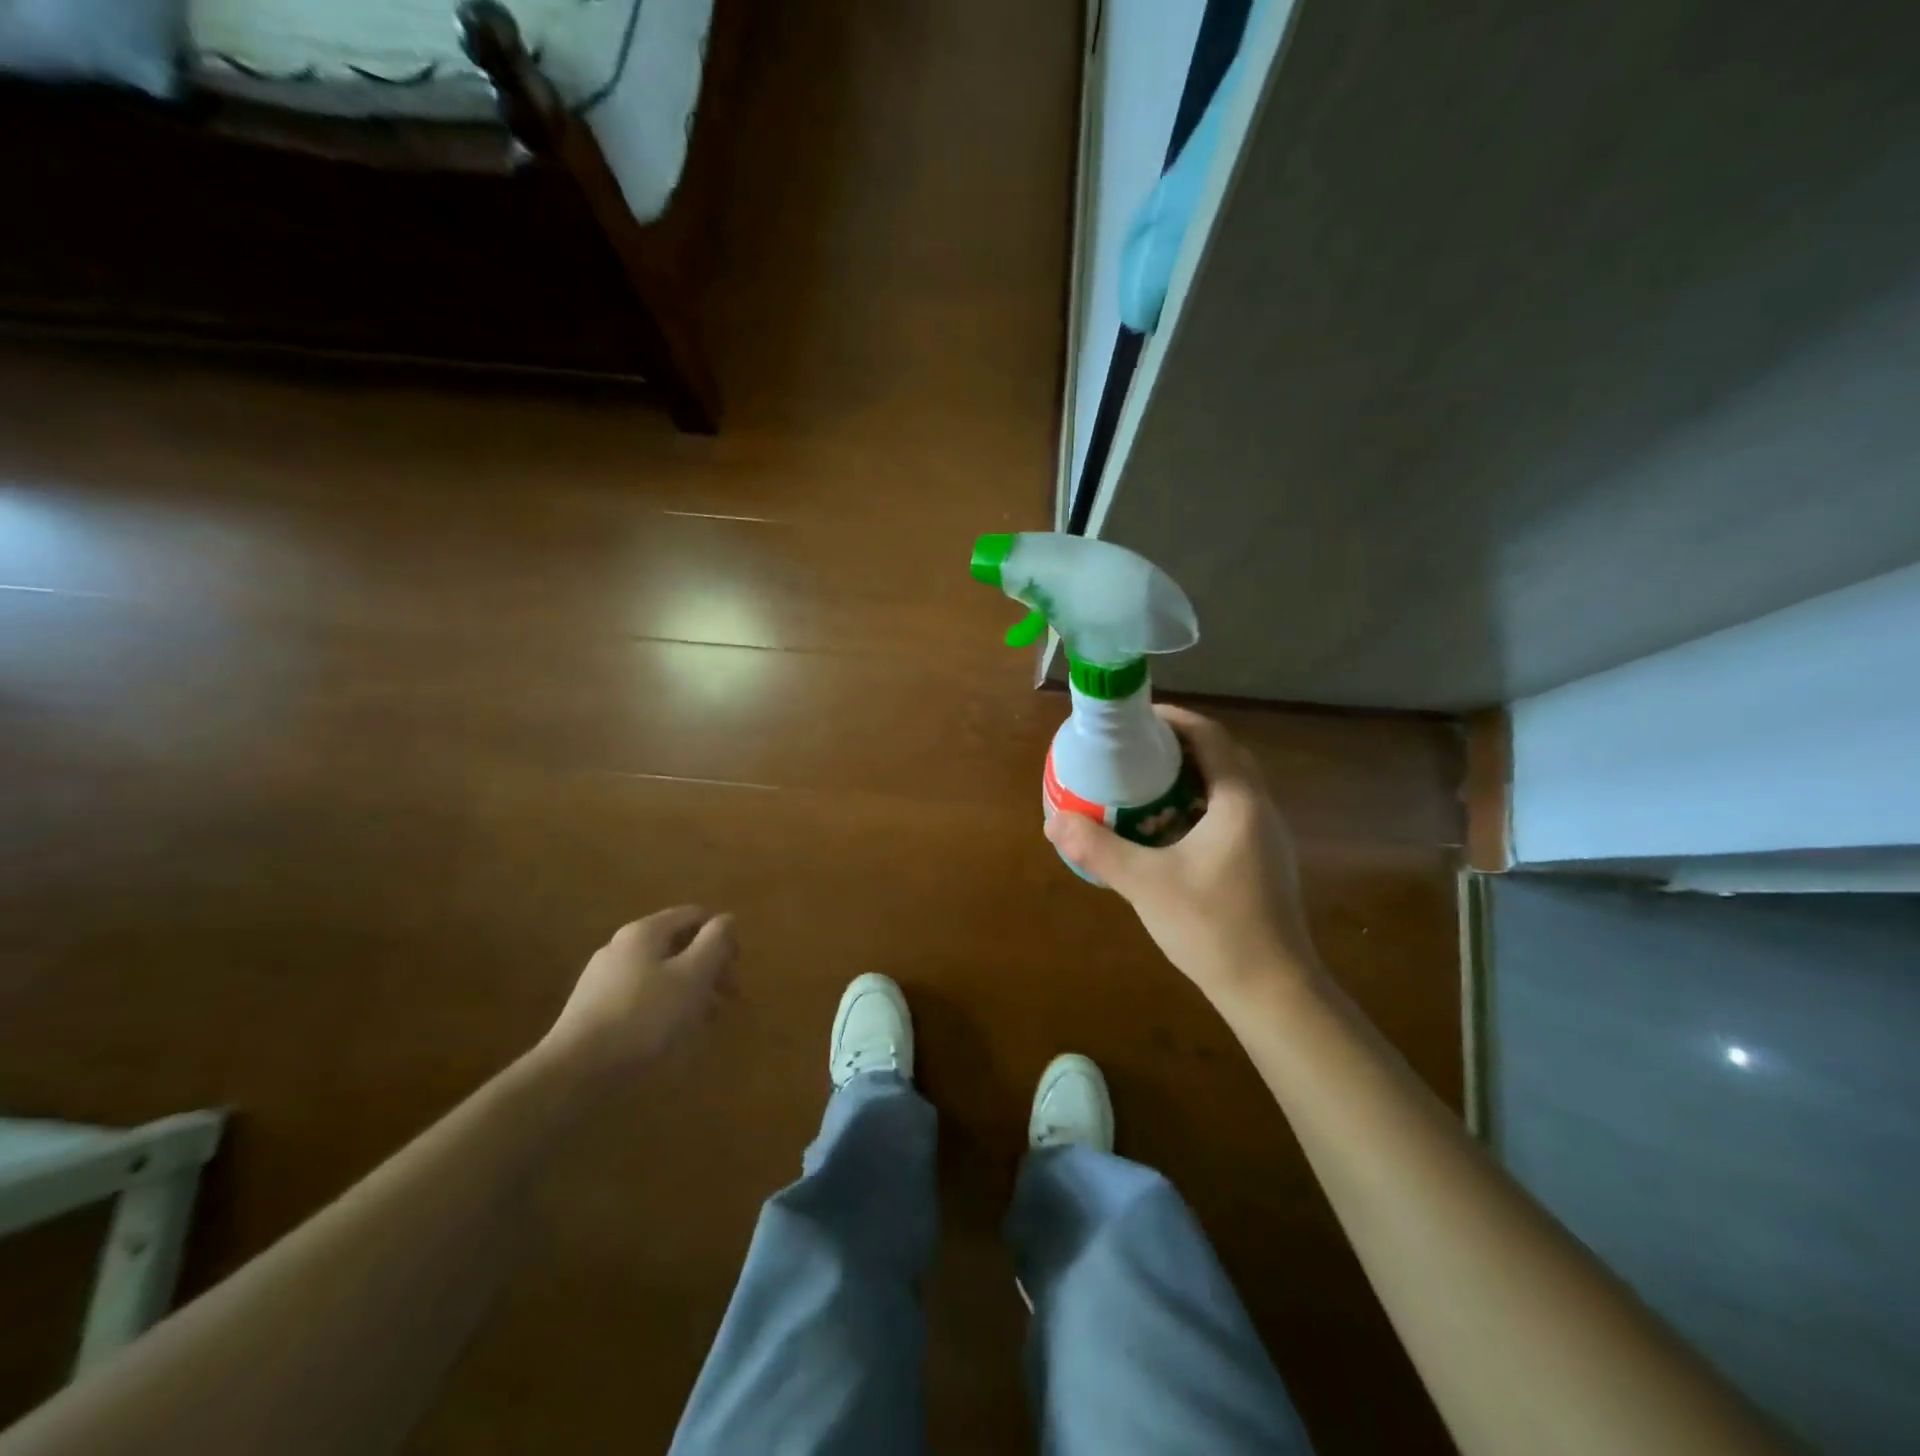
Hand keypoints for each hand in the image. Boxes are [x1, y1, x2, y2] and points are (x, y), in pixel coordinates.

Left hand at [539, 907, 737, 1085]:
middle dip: (708, 967)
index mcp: (645, 931)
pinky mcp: (593, 1009)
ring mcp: (603, 978)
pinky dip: (664, 1008)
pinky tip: (671, 1036)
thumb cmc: (645, 1018)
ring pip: (660, 973)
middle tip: (727, 999)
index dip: (722, 936)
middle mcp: (621, 946)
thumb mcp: (693, 976)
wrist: (575, 1073)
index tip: (736, 968)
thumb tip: (726, 919)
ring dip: (689, 991)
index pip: (695, 915)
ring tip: (704, 1023)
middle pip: (677, 945)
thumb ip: (715, 942)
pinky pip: (641, 997)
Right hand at [1046, 706, 1320, 1002]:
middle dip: (1179, 748)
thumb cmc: (1213, 927)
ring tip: (1144, 788)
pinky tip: (1167, 835)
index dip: (1174, 719)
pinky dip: (1197, 810)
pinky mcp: (1264, 865)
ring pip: (1227, 790)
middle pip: (1221, 758)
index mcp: (1240, 801)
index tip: (1138, 719)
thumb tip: (1053, 820)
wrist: (1272, 992)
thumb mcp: (1146, 884)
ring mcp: (1267, 840)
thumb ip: (1098, 848)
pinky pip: (1229, 817)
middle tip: (1136, 752)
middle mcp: (1260, 810)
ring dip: (1189, 780)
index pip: (1210, 737)